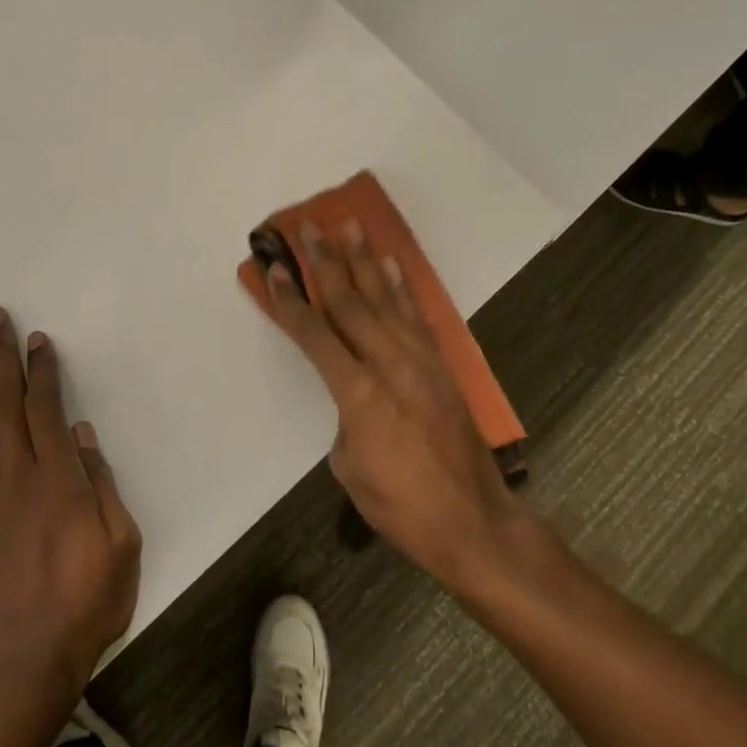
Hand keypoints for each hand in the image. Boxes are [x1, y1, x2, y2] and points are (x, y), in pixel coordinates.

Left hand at [0, 306, 141, 689]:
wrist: (24, 663)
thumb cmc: (86, 601)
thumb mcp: (120, 543)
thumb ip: (99, 483)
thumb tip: (80, 433)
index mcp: (59, 479)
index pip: (45, 407)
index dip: (40, 369)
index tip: (35, 337)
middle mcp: (17, 476)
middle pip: (4, 403)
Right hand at [264, 220, 521, 582]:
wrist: (470, 520)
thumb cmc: (399, 504)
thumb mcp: (349, 466)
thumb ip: (345, 416)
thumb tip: (355, 391)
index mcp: (357, 393)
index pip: (315, 334)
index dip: (291, 300)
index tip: (276, 268)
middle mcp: (388, 364)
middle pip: (349, 302)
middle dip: (325, 262)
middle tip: (308, 226)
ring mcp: (419, 360)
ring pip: (385, 299)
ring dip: (364, 260)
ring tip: (349, 226)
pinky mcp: (441, 365)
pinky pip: (417, 316)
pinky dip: (402, 287)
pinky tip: (391, 264)